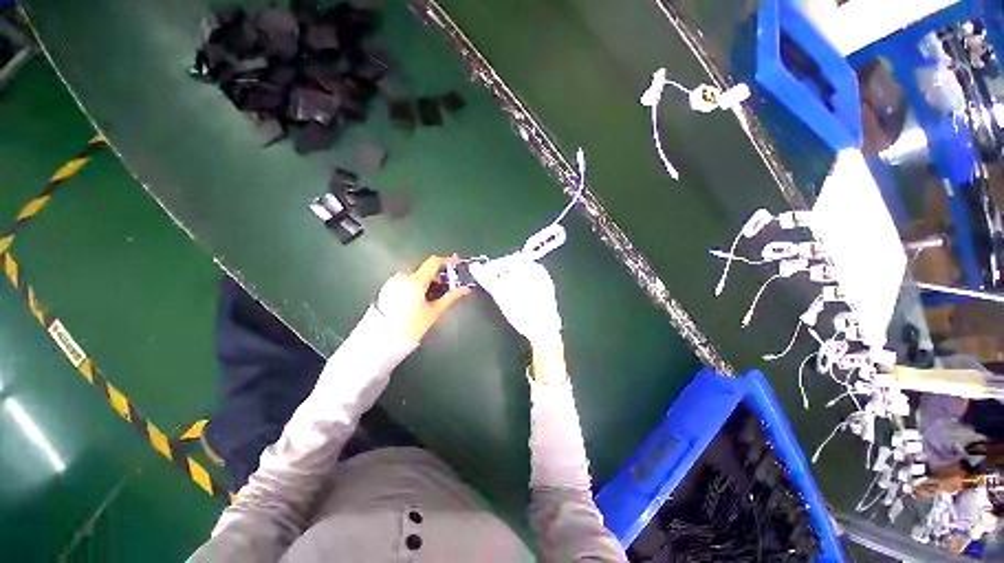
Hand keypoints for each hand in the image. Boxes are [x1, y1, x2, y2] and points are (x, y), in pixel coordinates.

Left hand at [376, 255, 470, 342]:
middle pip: (426, 271)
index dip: (447, 261)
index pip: (434, 262)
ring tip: (432, 299)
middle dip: (439, 278)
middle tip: (447, 289)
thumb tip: (464, 289)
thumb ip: (451, 297)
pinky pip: (407, 283)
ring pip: (417, 277)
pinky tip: (419, 301)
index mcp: (416, 281)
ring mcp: (394, 282)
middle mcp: (403, 278)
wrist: (384, 339)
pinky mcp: (388, 289)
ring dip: (427, 284)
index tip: (456, 264)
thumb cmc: (411, 327)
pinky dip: (416, 287)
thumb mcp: (435, 312)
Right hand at [469, 254, 561, 345]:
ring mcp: (545, 284)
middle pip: (516, 268)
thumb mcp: (500, 293)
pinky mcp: (546, 296)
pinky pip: (528, 286)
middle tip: (490, 282)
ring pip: (522, 277)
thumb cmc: (521, 310)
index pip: (509, 260)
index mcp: (532, 267)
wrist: (543, 332)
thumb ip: (486, 278)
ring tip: (499, 291)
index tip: (483, 274)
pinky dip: (517, 289)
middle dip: (501, 274)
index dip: (494, 266)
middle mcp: (541, 272)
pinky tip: (512, 299)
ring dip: (508, 282)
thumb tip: (474, 267)